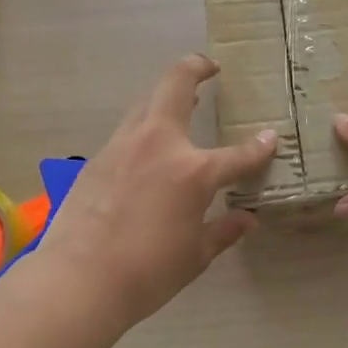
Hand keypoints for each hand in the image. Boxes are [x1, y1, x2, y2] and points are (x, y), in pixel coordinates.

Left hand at [39, 54, 276, 331]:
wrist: (78, 280)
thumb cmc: (146, 272)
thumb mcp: (195, 255)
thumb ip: (224, 231)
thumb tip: (247, 219)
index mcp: (193, 171)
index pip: (237, 155)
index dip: (259, 148)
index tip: (270, 138)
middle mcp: (159, 145)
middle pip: (176, 85)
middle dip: (195, 68)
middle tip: (209, 67)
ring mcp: (123, 146)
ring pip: (147, 102)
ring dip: (166, 95)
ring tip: (183, 101)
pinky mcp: (98, 159)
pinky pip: (128, 130)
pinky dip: (145, 127)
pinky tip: (148, 148)